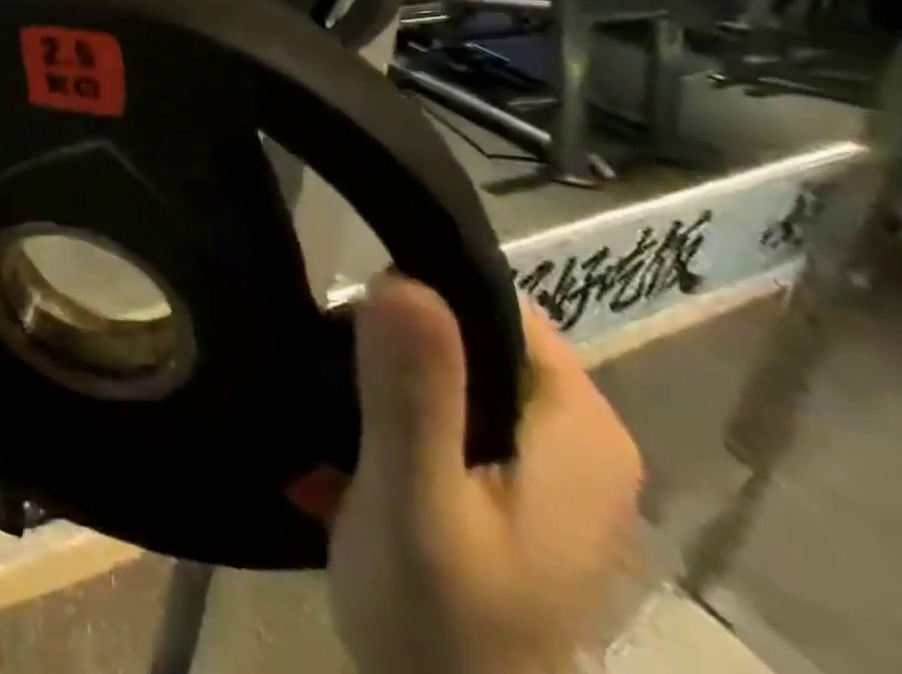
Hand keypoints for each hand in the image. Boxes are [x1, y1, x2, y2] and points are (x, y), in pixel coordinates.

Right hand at [330, 275, 643, 673]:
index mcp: (578, 427)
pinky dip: (389, 418)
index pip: (491, 299)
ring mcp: (542, 466)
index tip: (349, 326)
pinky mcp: (505, 489)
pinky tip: (342, 447)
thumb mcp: (415, 503)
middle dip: (387, 344)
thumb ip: (412, 394)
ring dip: (378, 382)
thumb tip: (400, 275)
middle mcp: (574, 435)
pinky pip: (440, 411)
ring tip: (323, 411)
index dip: (414, 295)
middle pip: (464, 334)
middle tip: (328, 378)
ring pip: (446, 370)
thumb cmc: (440, 627)